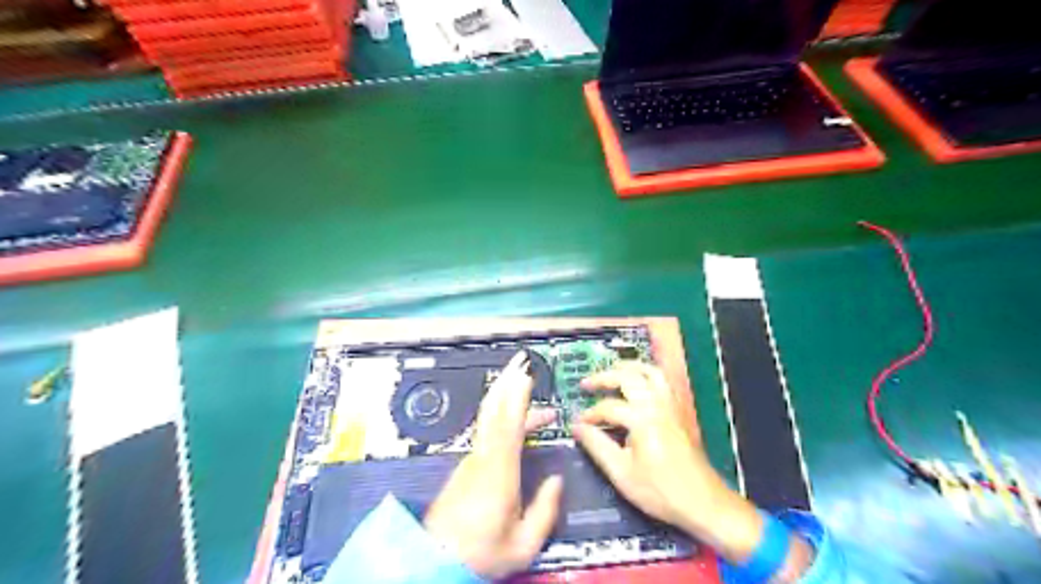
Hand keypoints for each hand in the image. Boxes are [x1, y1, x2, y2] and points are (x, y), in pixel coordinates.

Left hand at [426, 352, 566, 579]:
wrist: (435, 560)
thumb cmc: (480, 553)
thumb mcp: (522, 545)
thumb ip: (544, 512)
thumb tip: (556, 480)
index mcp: (498, 473)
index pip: (509, 425)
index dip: (517, 397)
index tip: (526, 376)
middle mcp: (483, 457)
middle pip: (493, 411)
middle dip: (507, 382)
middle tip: (521, 362)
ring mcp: (472, 459)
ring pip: (489, 418)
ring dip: (506, 396)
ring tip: (526, 384)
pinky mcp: (467, 465)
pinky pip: (487, 429)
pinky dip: (502, 414)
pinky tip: (517, 417)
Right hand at [568, 363, 770, 568]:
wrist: (703, 503)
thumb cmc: (660, 491)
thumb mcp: (622, 473)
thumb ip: (597, 446)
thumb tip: (577, 427)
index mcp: (642, 419)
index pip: (609, 407)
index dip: (590, 414)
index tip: (578, 423)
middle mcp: (658, 405)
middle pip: (629, 377)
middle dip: (605, 377)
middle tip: (587, 384)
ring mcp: (673, 405)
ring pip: (651, 372)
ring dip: (629, 368)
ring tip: (613, 371)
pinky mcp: (681, 411)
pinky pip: (665, 382)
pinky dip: (648, 375)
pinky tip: (640, 383)